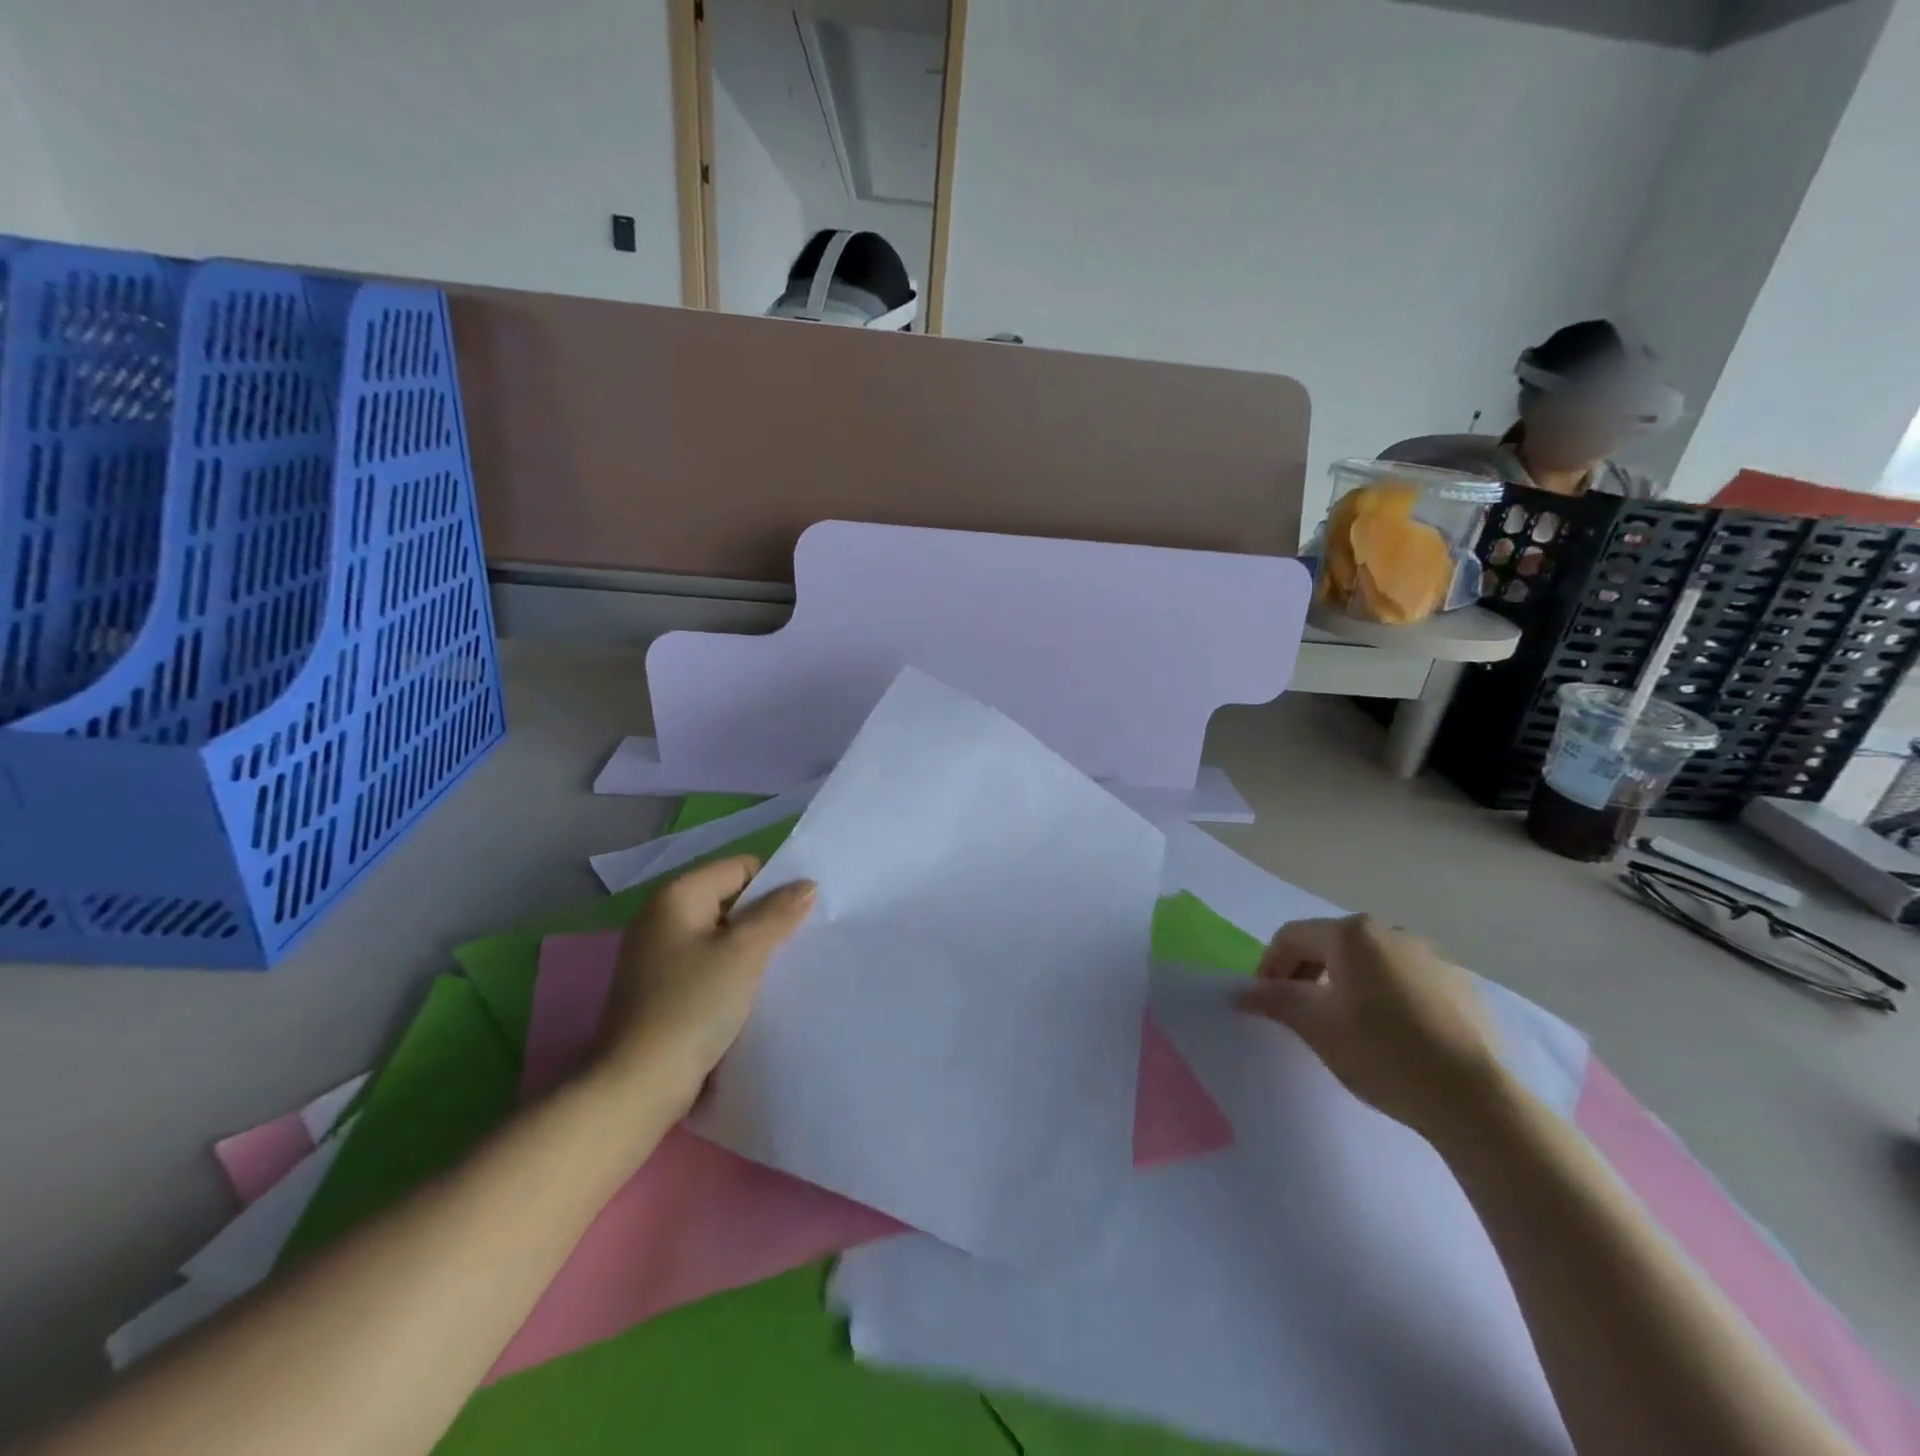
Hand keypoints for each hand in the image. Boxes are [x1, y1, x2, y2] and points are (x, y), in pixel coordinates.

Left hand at [595, 855, 815, 1111]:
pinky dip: (732, 971)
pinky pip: (708, 964)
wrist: (639, 1085)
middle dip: (765, 917)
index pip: (740, 867)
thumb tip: (806, 885)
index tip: (803, 914)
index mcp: (676, 896)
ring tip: (783, 967)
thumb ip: (778, 913)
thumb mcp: (745, 953)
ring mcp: (658, 955)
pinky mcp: (661, 989)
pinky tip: (754, 992)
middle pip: (730, 900)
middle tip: (801, 939)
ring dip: (752, 948)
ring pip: (721, 935)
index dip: (774, 885)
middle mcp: (662, 917)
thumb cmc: (693, 1006)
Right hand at [1233, 915, 1502, 1137]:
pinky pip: (1406, 979)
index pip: (1292, 937)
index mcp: (1352, 934)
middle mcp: (1391, 932)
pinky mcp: (1462, 985)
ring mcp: (1432, 956)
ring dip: (1346, 983)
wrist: (1477, 1100)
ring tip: (1345, 1025)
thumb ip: (1276, 1001)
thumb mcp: (1317, 1027)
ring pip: (1370, 961)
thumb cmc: (1383, 1053)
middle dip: (1306, 973)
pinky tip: (1391, 1035)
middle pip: (1331, 944)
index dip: (1269, 966)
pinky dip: (1385, 995)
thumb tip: (1241, 993)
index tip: (1263, 1002)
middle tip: (1297, 1013)